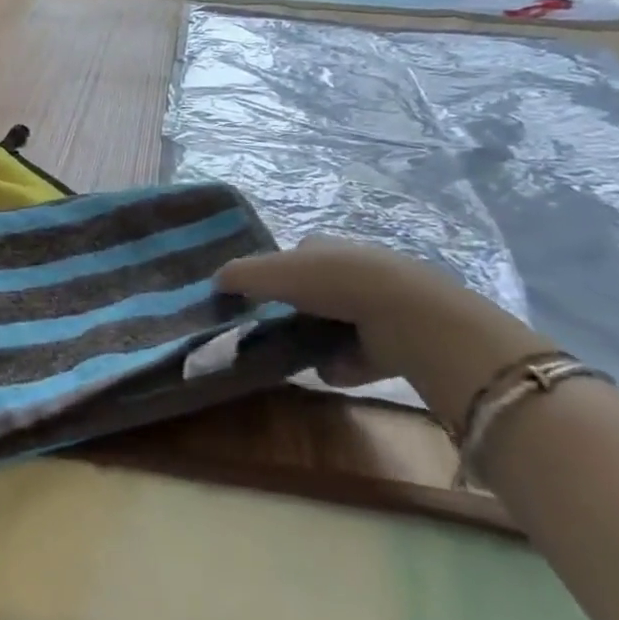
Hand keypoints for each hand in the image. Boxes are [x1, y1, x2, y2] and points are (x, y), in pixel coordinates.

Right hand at [216, 237, 547, 428]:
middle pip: (317, 288)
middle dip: (299, 307)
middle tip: (273, 329)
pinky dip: (345, 364)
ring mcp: (377, 305)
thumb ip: (240, 275)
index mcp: (325, 248)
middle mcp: (352, 270)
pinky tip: (328, 372)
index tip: (258, 296)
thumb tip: (215, 280)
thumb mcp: (274, 272)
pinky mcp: (395, 340)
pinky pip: (360, 355)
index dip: (277, 272)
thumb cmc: (331, 282)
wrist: (403, 315)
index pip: (297, 255)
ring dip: (321, 338)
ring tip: (297, 356)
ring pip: (339, 321)